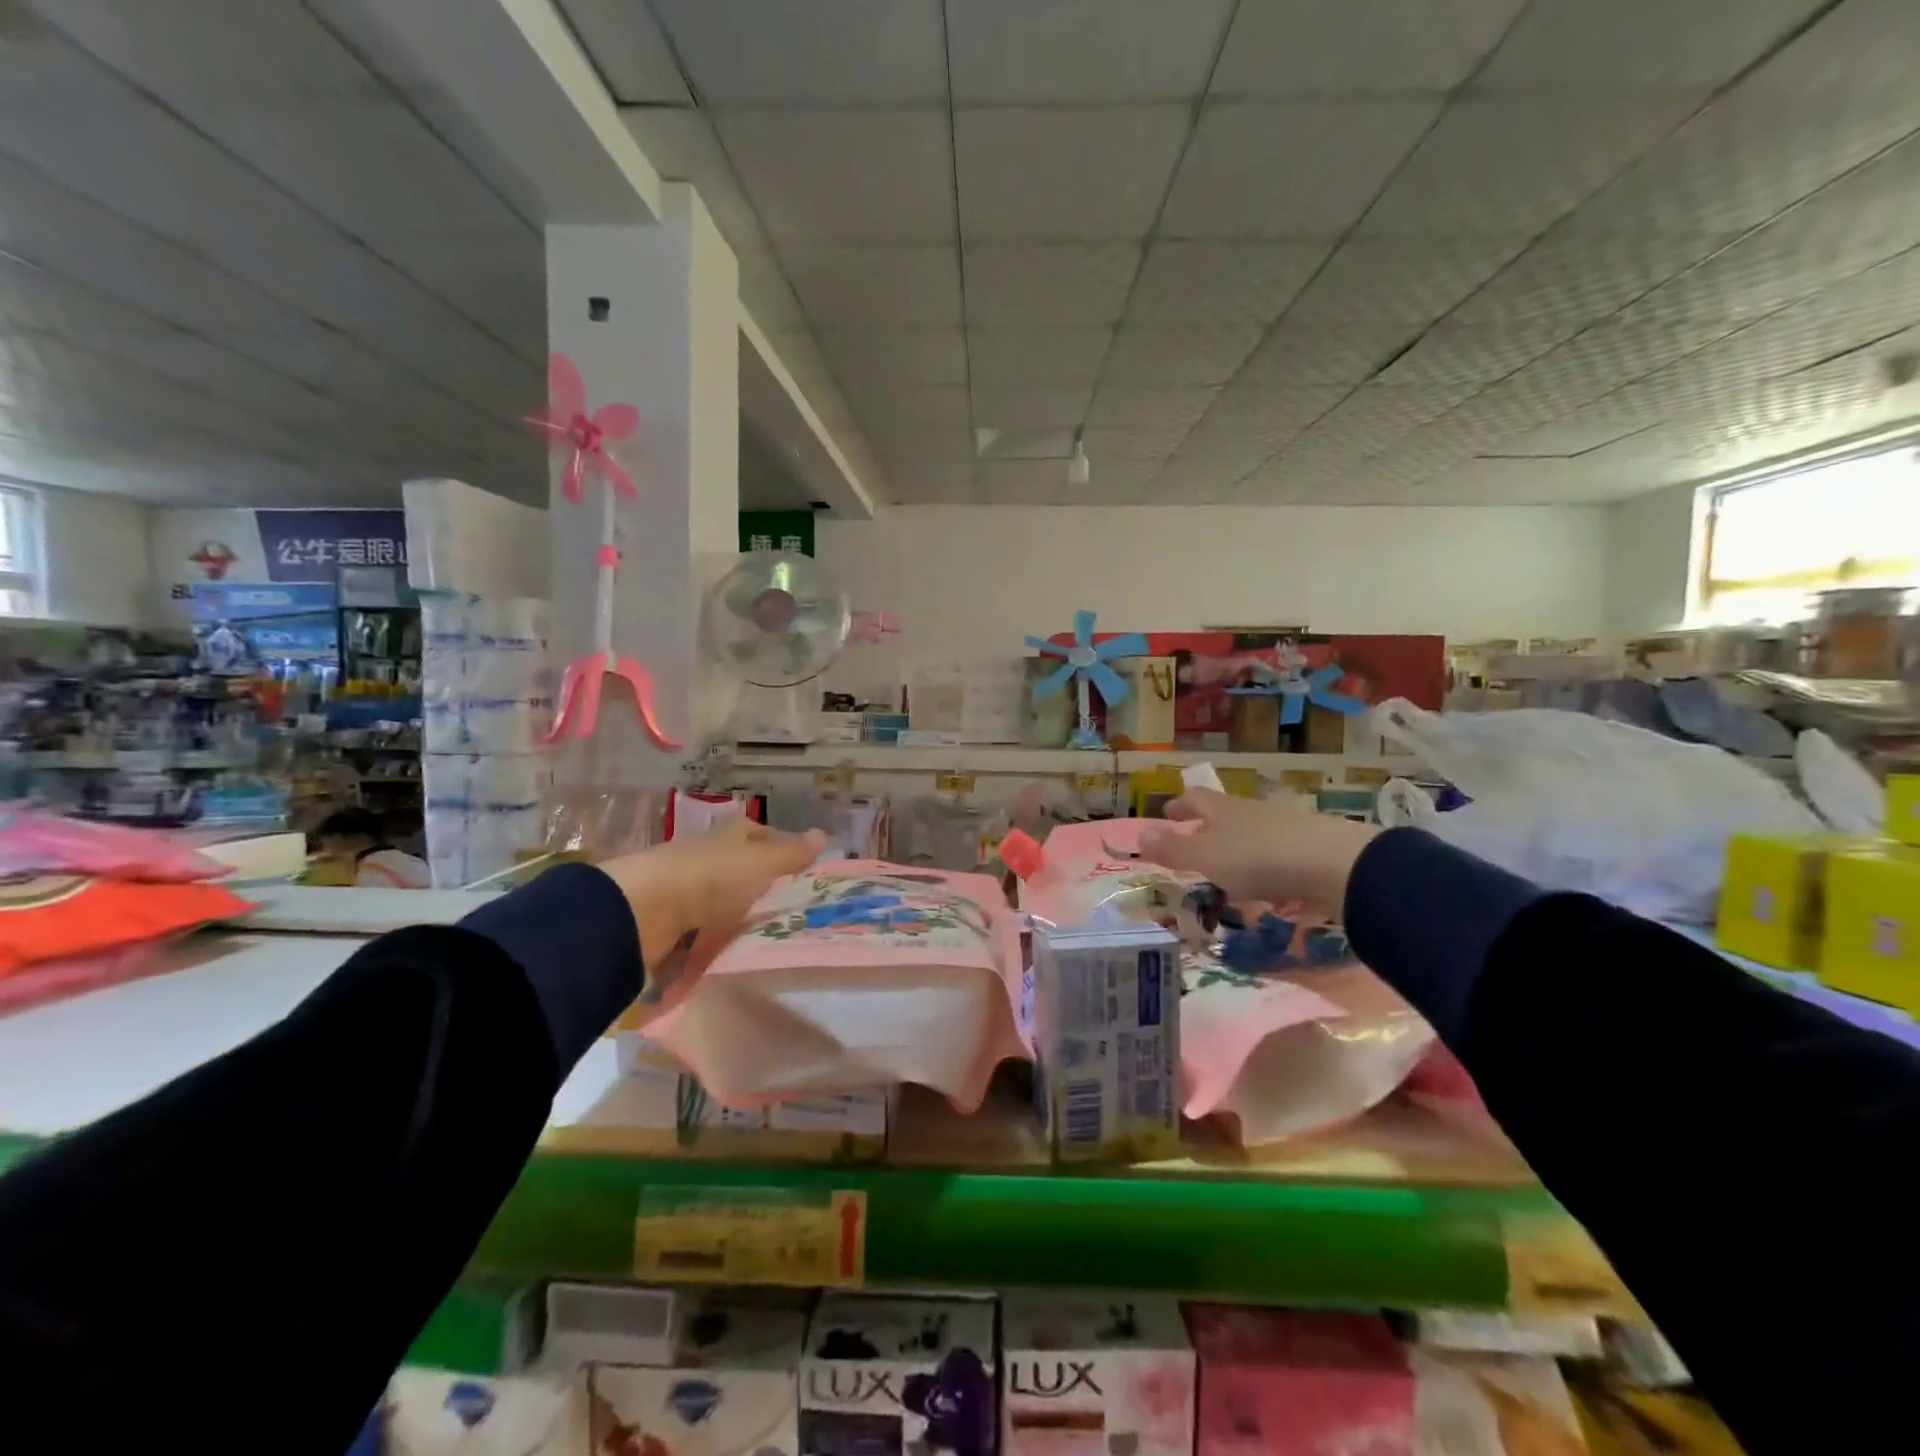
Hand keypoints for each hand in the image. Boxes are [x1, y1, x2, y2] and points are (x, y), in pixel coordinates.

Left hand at [597, 817, 824, 988]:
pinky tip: (735, 951)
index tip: (801, 867)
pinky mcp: (670, 922)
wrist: (643, 913)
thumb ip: (791, 854)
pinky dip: (716, 937)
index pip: (758, 833)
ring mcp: (684, 890)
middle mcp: (705, 856)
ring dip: (738, 914)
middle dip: (761, 883)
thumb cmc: (710, 877)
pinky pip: (702, 928)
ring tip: (771, 936)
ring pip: (721, 899)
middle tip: (793, 908)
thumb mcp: (760, 863)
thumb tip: (824, 834)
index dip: (779, 845)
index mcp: (727, 835)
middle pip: (739, 866)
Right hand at [1138, 789, 1377, 917]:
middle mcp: (1252, 813)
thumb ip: (1173, 849)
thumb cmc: (1258, 858)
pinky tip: (1267, 887)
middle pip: (1225, 814)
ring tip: (1228, 869)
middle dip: (1207, 826)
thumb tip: (1139, 834)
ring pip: (1252, 834)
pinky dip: (1265, 867)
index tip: (1168, 812)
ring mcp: (1285, 829)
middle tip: (1194, 839)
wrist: (1334, 865)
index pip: (1196, 799)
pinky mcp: (1311, 850)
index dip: (1180, 805)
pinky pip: (1278, 855)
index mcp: (1223, 811)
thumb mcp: (1206, 857)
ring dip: (1237, 848)